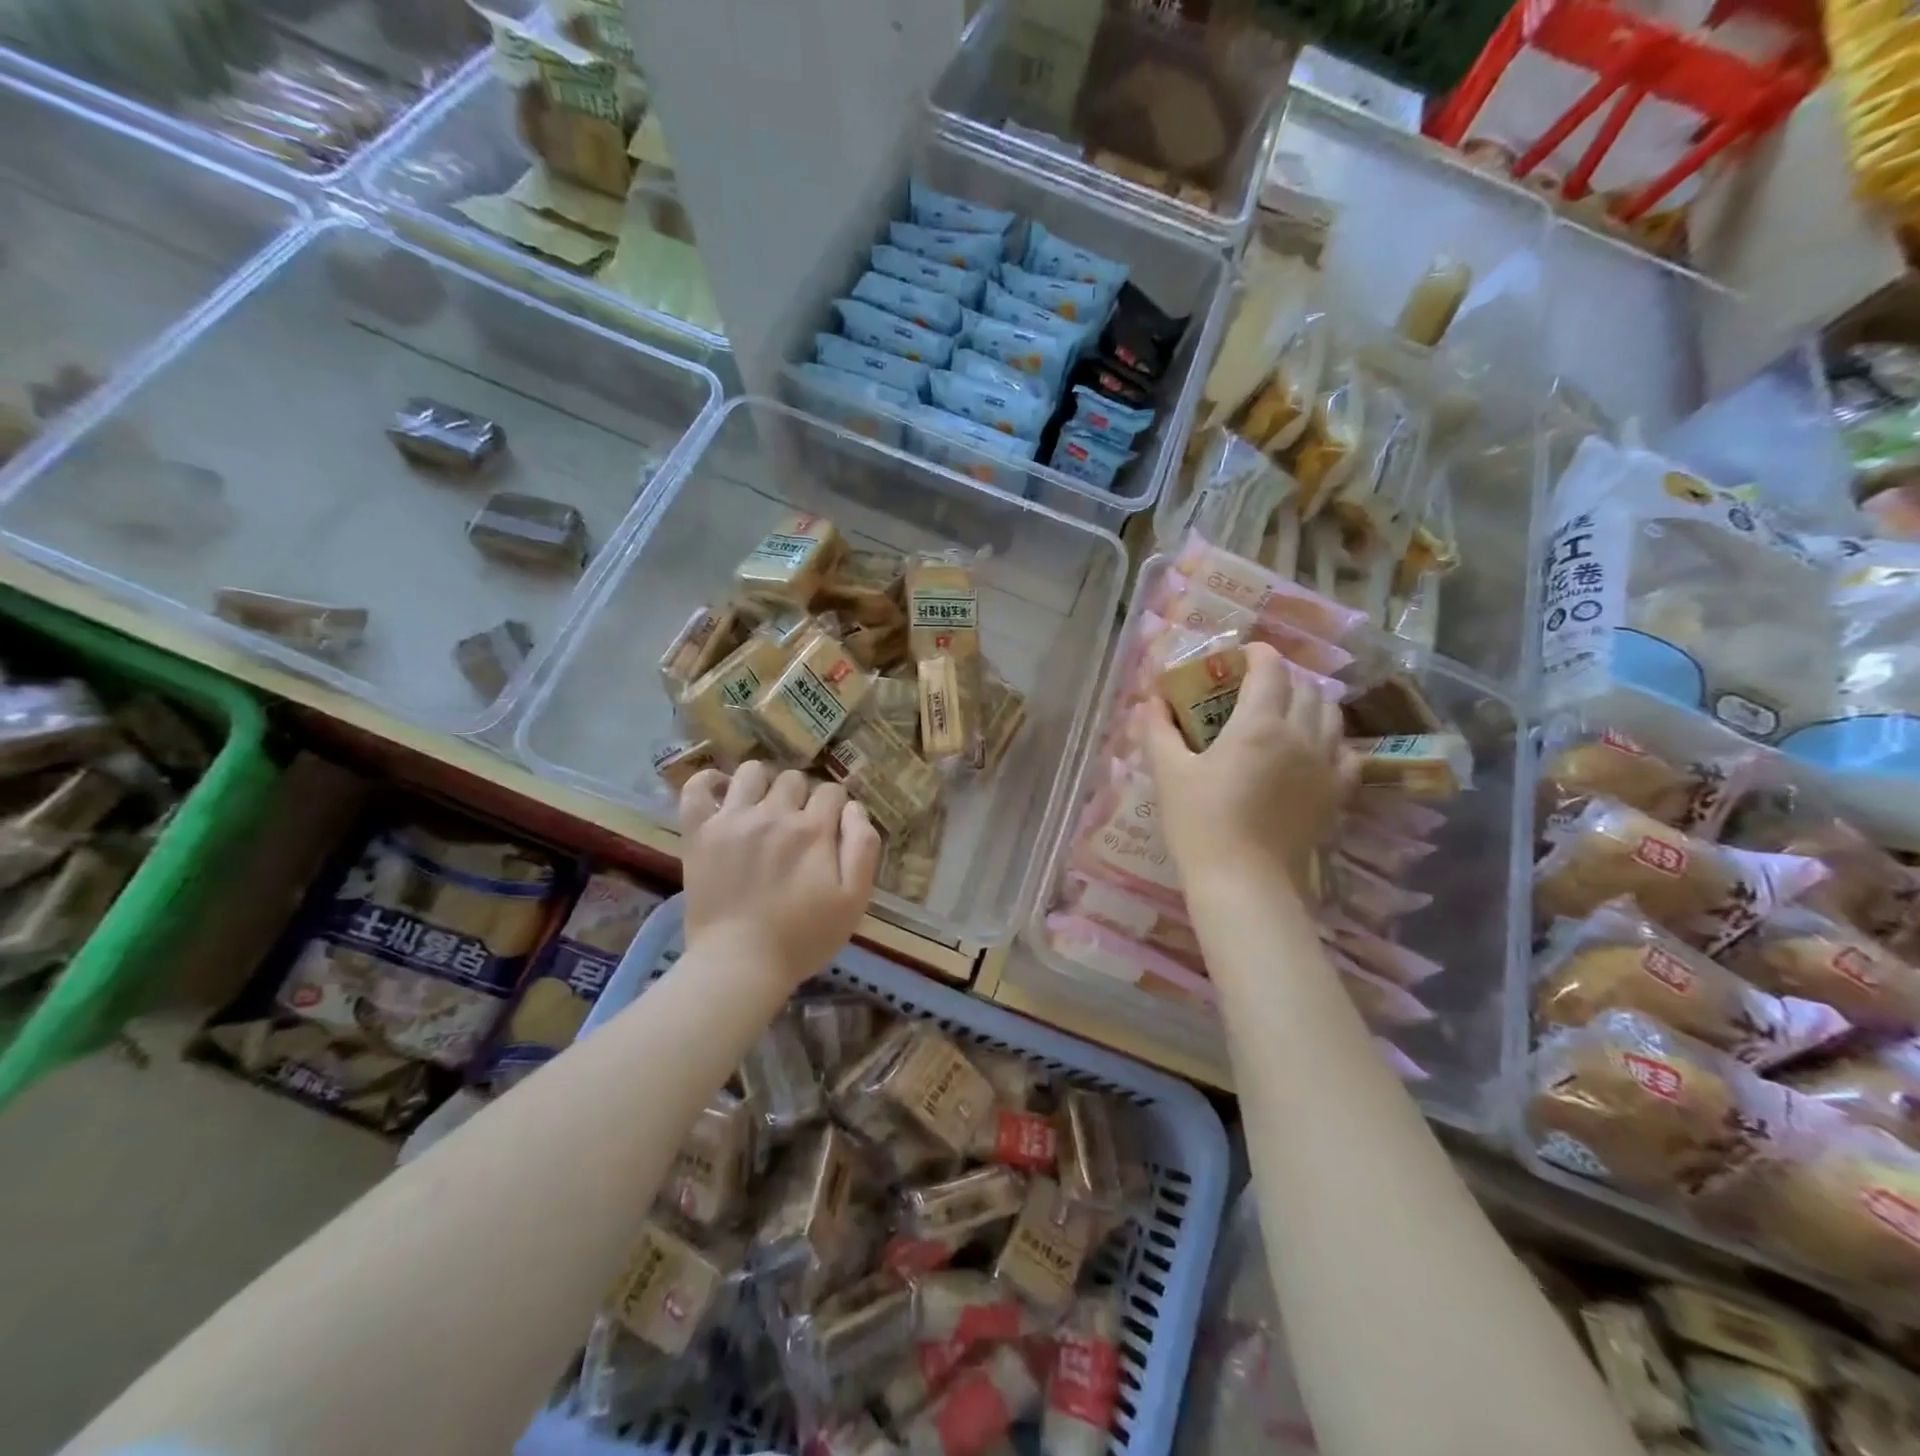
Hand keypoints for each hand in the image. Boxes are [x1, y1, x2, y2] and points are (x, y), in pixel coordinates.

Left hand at [679, 762, 881, 989]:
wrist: (739, 965)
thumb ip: (863, 847)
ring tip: (763, 807)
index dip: (835, 807)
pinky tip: (721, 792)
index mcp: (813, 830)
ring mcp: (732, 820)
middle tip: (798, 825)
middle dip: (802, 795)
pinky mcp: (699, 833)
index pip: (832, 792)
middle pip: (794, 779)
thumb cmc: (803, 938)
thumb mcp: (854, 900)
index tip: (831, 828)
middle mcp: (774, 814)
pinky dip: (708, 781)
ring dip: (764, 783)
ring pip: (751, 772)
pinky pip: (697, 789)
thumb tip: (854, 807)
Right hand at [1144, 641, 1350, 893]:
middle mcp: (1301, 734)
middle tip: (1254, 688)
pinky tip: (1311, 751)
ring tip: (1285, 714)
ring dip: (1309, 703)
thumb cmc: (1199, 822)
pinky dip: (1330, 740)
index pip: (1270, 669)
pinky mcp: (1338, 793)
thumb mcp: (1168, 772)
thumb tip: (1151, 700)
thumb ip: (1159, 729)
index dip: (1257, 654)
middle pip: (1305, 687)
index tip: (1240, 656)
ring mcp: (1326, 764)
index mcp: (1258, 723)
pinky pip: (1346, 752)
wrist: (1243, 880)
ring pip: (1330, 714)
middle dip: (1281, 678)